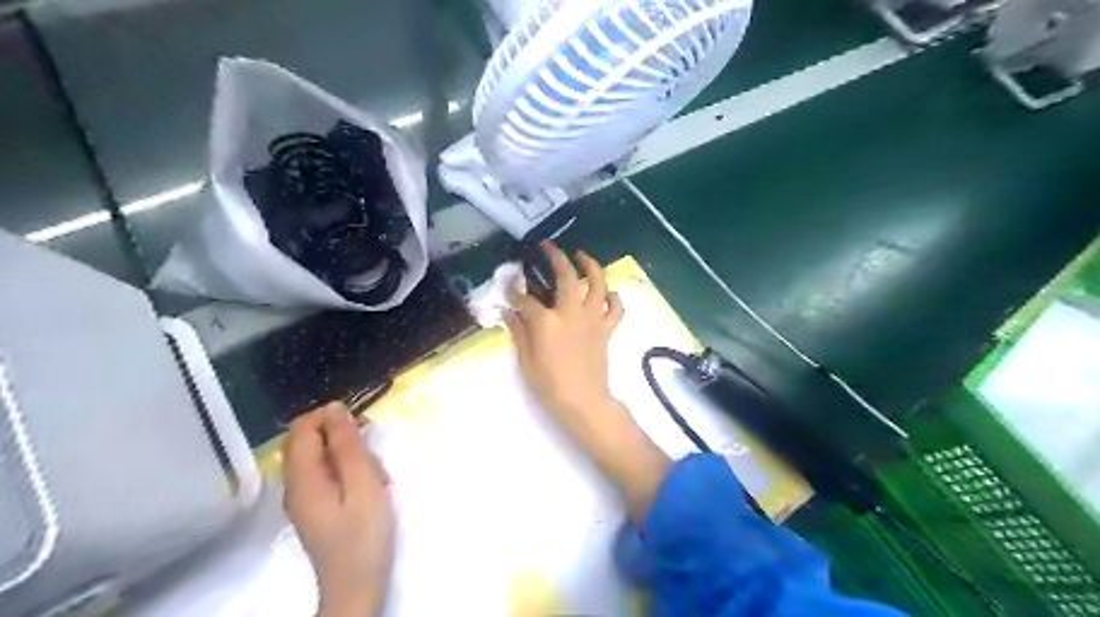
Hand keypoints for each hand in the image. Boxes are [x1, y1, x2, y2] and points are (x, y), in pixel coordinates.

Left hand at [281, 403, 395, 616]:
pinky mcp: (315, 508)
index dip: (329, 416)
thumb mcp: (363, 485)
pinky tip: (368, 485)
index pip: (303, 429)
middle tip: (372, 449)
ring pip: (319, 457)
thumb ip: (348, 446)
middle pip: (306, 441)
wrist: (356, 587)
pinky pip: (325, 474)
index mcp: (303, 478)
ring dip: (347, 454)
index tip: (363, 423)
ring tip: (376, 473)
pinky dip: (346, 471)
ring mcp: (303, 498)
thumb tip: (335, 408)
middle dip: (340, 435)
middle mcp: (295, 485)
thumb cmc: (364, 535)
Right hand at [501, 244, 664, 517]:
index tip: (507, 282)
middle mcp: (571, 313)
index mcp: (547, 322)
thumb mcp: (526, 360)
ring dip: (590, 266)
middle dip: (556, 257)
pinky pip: (616, 308)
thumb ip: (519, 331)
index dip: (513, 290)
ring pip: (597, 284)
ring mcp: (592, 319)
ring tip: (582, 256)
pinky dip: (614, 297)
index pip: (526, 299)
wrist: (583, 401)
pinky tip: (606, 292)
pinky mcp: (606, 329)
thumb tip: (508, 312)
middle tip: (548, 247)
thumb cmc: (549, 384)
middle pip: (566, 277)